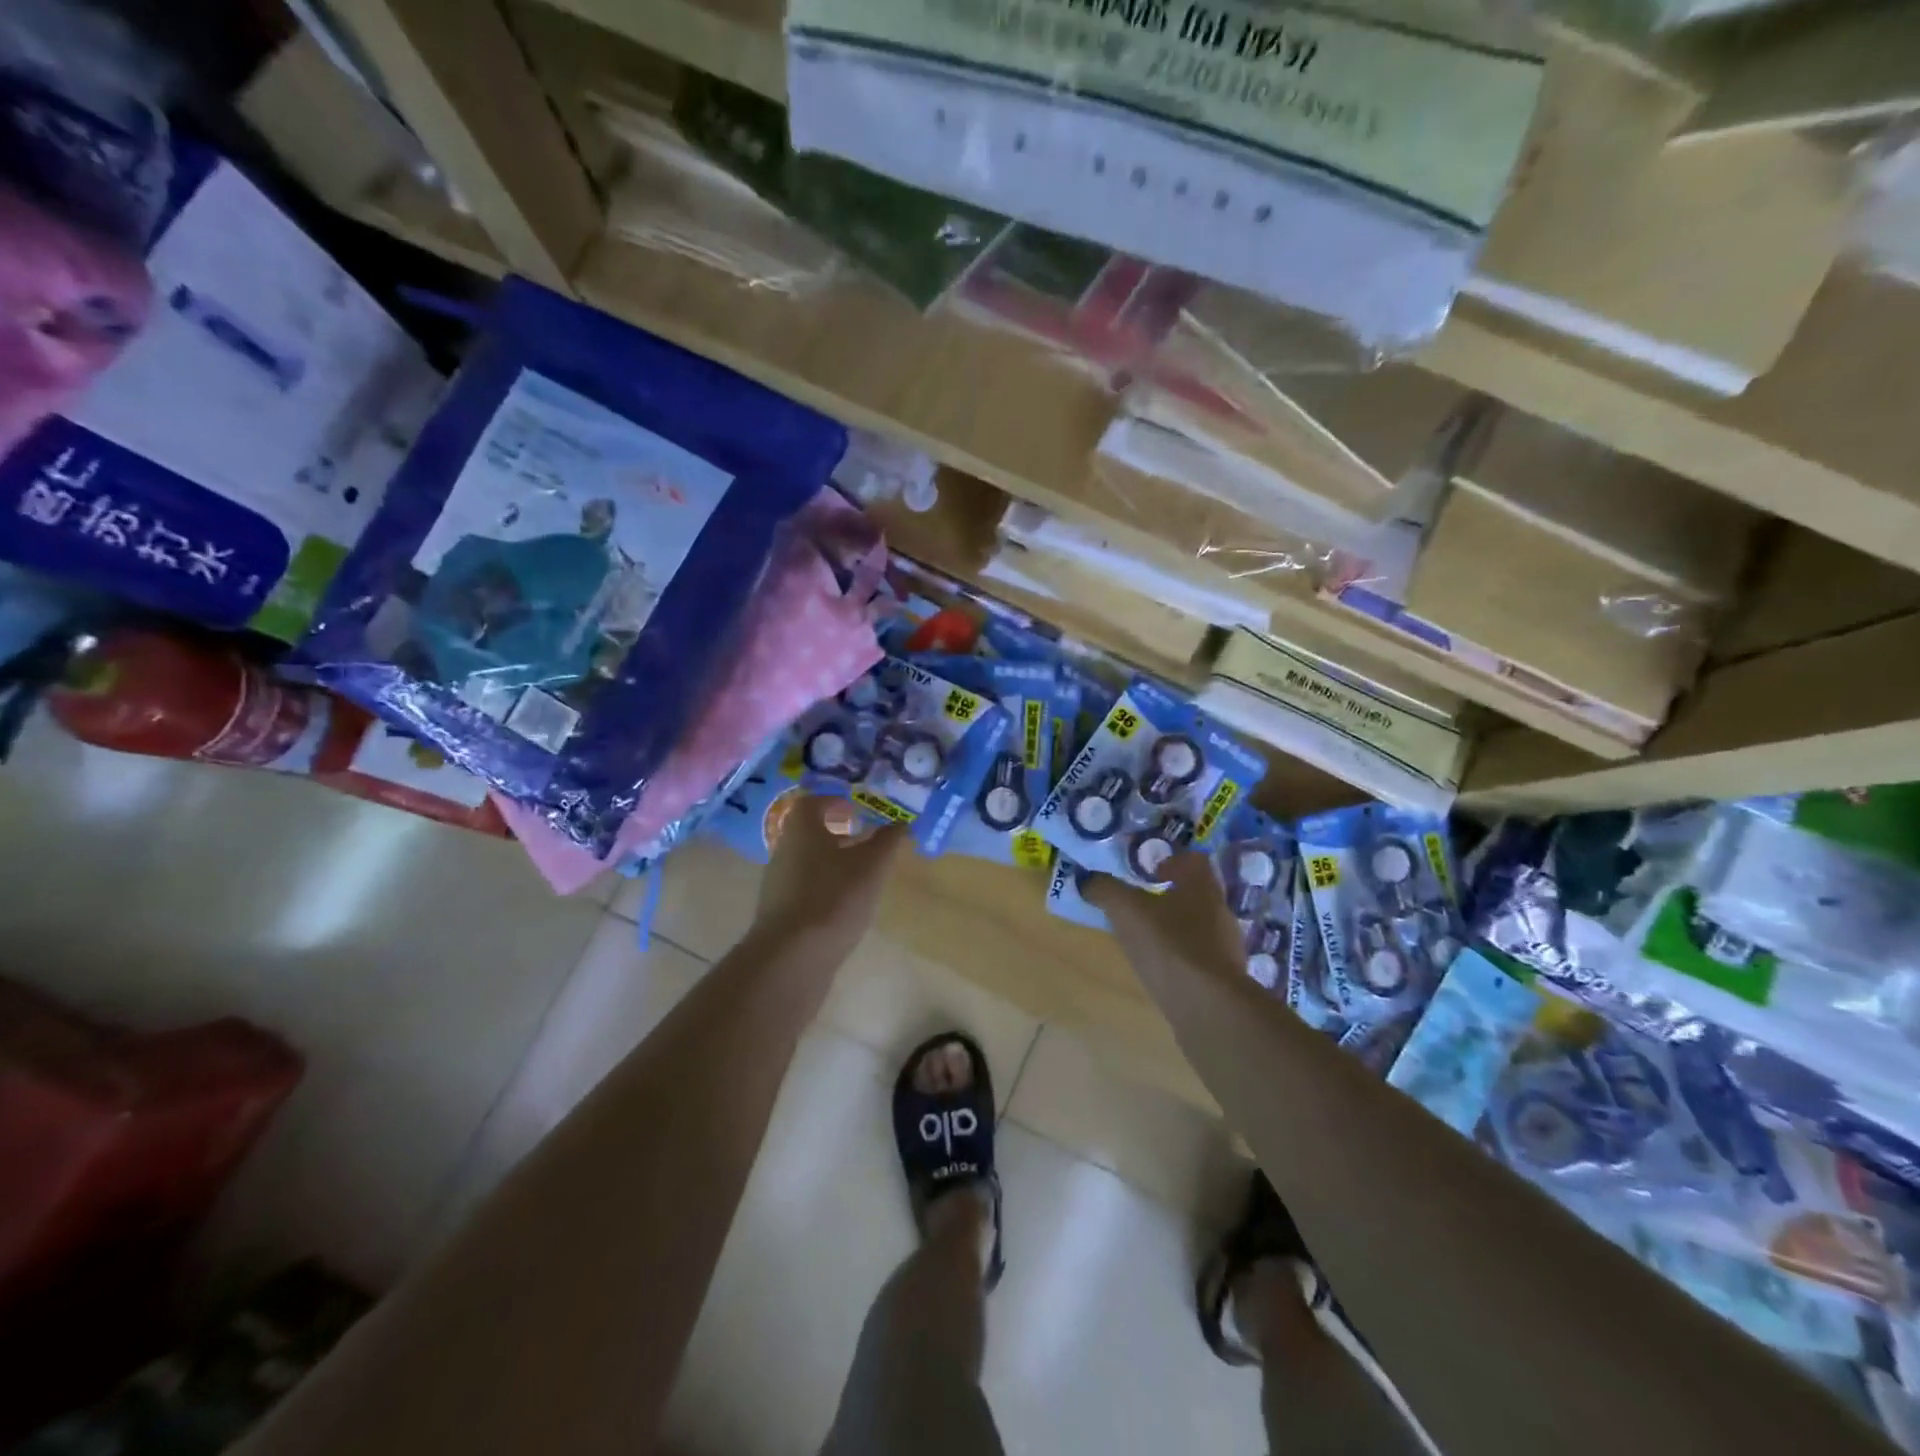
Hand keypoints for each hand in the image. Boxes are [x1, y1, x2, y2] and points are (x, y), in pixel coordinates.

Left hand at [752, 796, 905, 959]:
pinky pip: (805, 888)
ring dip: (833, 862)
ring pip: (808, 861)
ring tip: (862, 875)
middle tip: (866, 841)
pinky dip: (825, 888)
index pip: (813, 802)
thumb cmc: (834, 897)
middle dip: (838, 833)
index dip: (835, 802)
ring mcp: (778, 883)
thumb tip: (902, 822)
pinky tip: (845, 906)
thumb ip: (888, 840)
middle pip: (810, 832)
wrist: (791, 957)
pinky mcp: (780, 912)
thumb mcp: (872, 865)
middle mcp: (784, 850)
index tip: (858, 810)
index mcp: (801, 829)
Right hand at [1082, 851, 1246, 980]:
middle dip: (1169, 894)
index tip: (1148, 869)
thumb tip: (1086, 879)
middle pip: (1195, 892)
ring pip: (1198, 924)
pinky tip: (1160, 966)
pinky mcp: (1224, 978)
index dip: (1170, 859)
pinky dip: (1180, 956)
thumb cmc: (1169, 945)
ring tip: (1145, 936)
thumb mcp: (1126, 911)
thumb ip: (1105, 890)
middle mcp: (1219, 910)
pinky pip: (1199, 956)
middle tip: (1139, 900)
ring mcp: (1226, 946)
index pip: (1193, 860)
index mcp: (1202, 885)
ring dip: (1174, 925)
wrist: (1209, 1007)